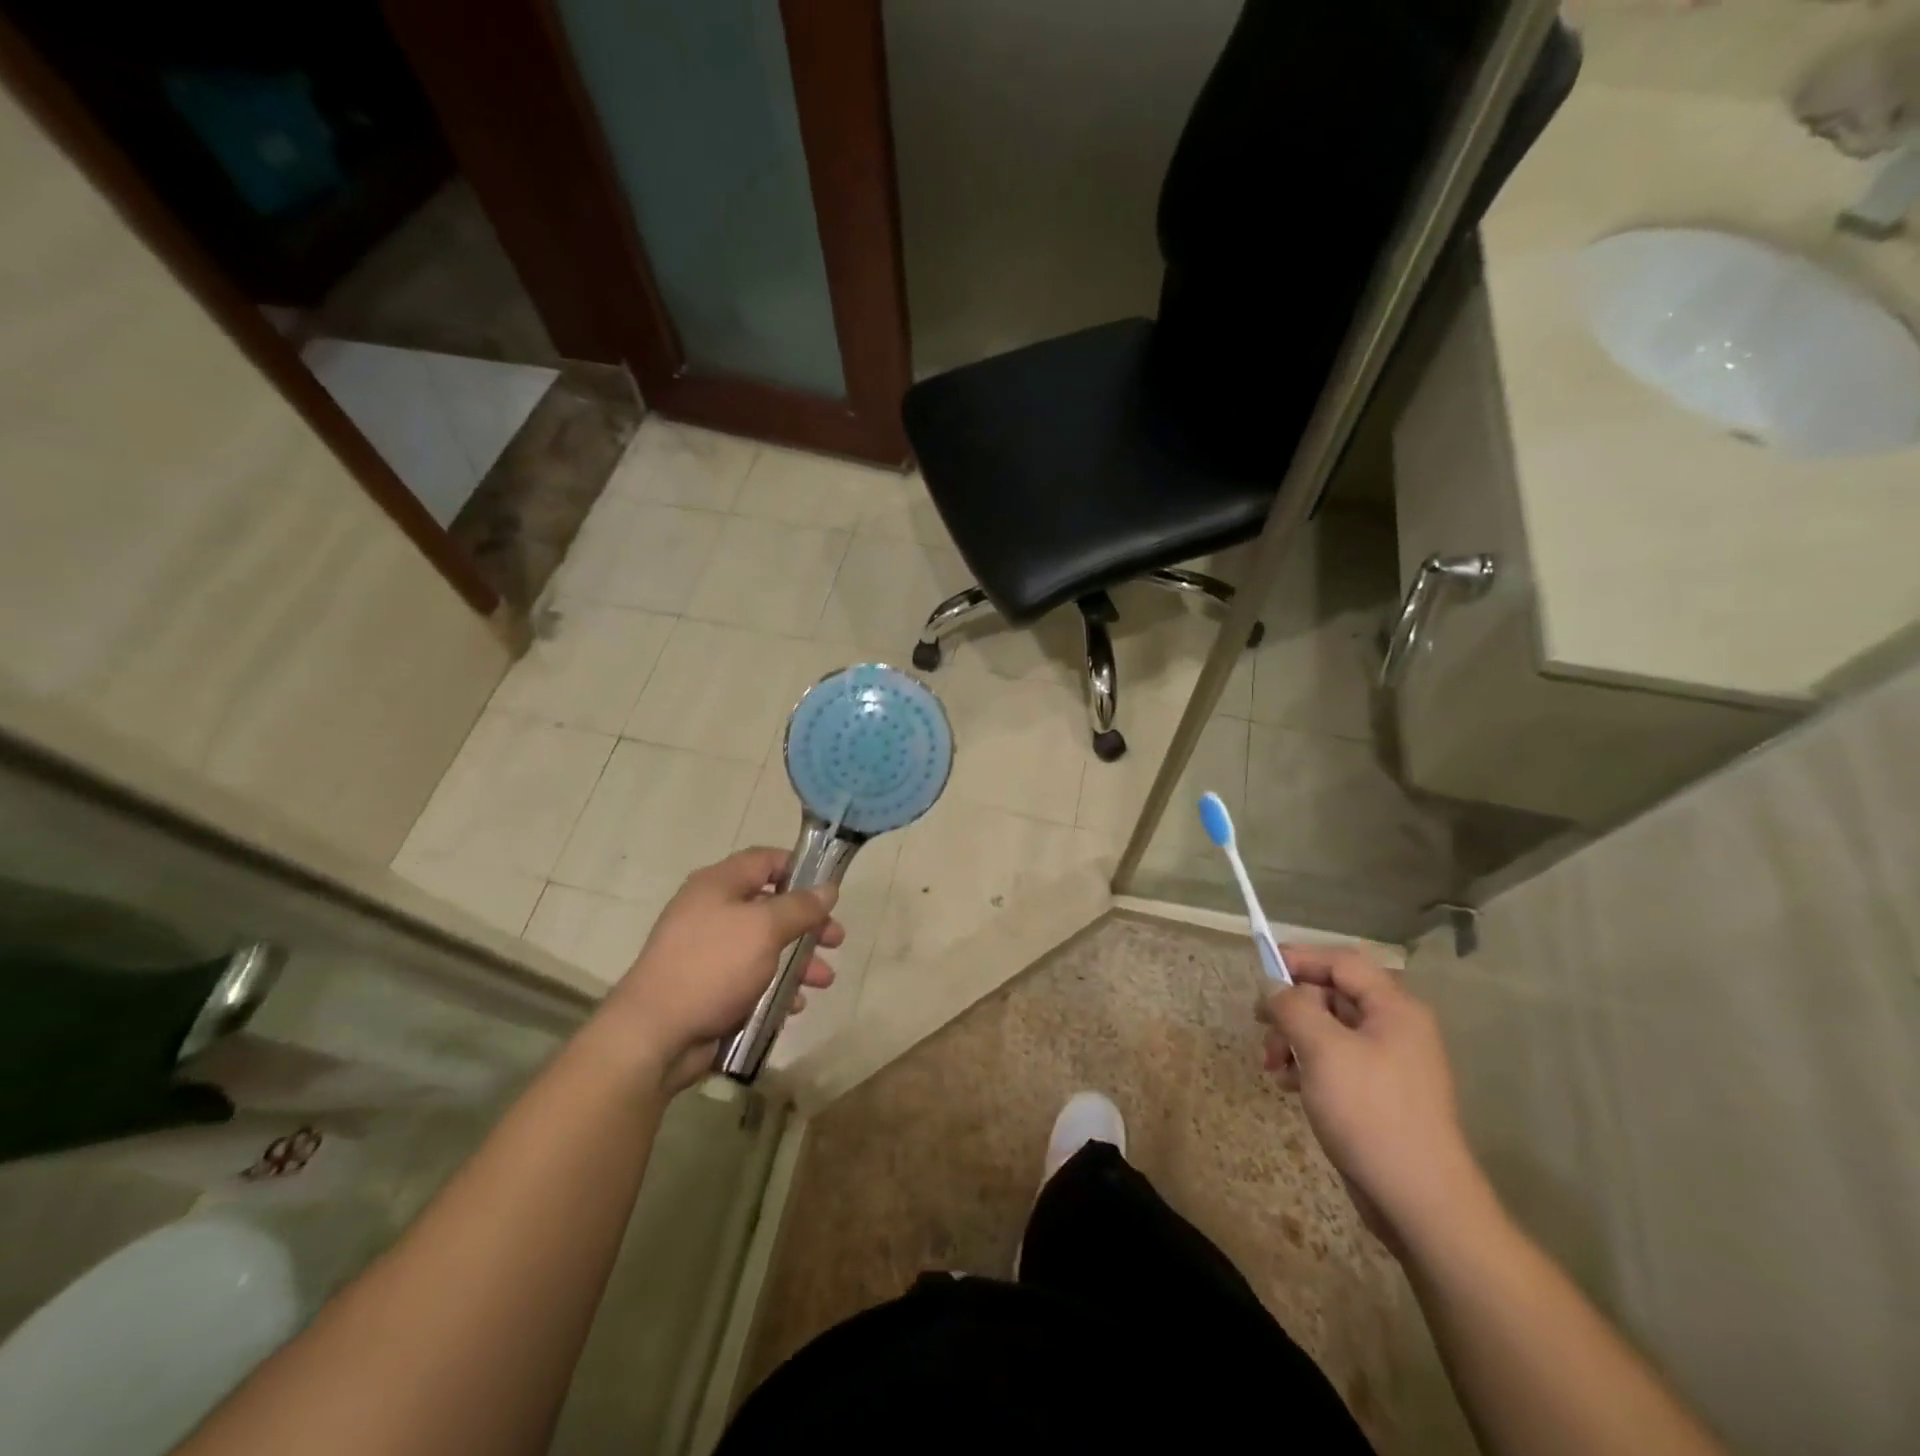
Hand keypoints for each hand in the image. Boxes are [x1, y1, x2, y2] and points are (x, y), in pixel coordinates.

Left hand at [597, 848, 841, 1091]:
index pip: (765, 860)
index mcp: (718, 884)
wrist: (655, 1034)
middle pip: (771, 906)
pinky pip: (751, 978)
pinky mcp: (709, 986)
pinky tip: (794, 1005)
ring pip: (765, 946)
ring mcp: (709, 950)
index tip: (829, 890)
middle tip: (836, 940)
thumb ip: (801, 907)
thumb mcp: (765, 928)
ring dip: (799, 961)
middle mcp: (712, 910)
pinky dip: (776, 987)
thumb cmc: (713, 966)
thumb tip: (828, 888)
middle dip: (808, 924)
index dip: (800, 869)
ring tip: (823, 981)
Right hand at [1259, 945, 1489, 1250]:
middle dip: (1292, 1009)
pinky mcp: (1379, 1094)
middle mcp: (1396, 1028)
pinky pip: (1336, 1061)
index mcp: (1394, 1009)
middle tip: (1262, 1028)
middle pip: (1333, 994)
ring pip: (1329, 1029)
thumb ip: (1293, 1007)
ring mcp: (1389, 1063)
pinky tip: (1289, 1085)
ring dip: (1294, 1039)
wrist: (1419, 1202)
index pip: (1342, 962)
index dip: (1300, 958)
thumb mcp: (1322, 1050)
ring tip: (1273, 1066)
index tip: (1261, 971)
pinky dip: (1308, 1064)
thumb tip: (1274, 988)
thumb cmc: (1371, 1113)